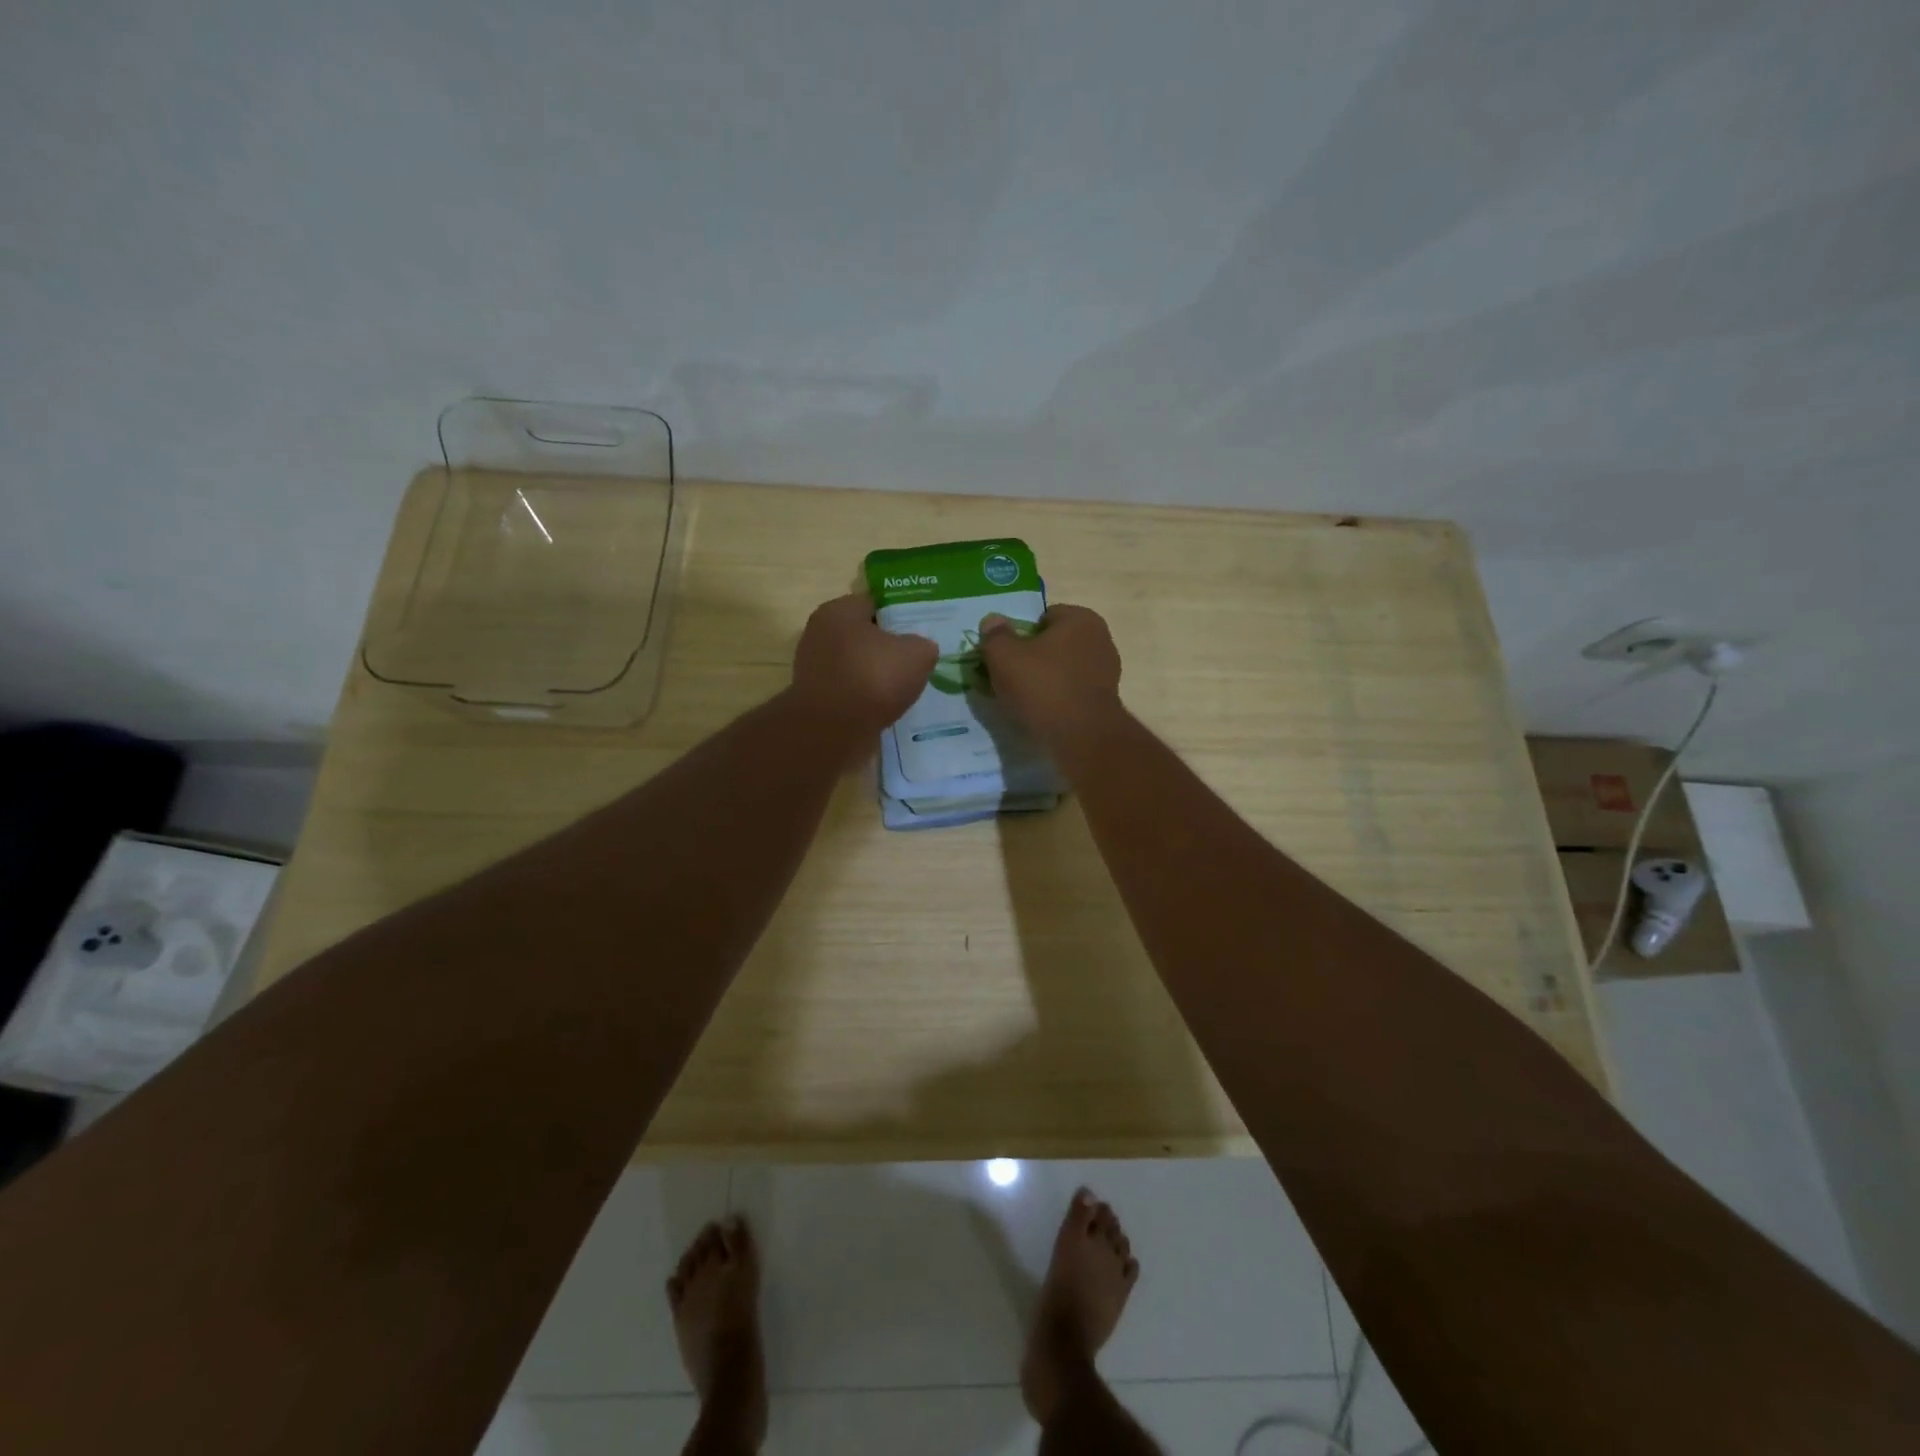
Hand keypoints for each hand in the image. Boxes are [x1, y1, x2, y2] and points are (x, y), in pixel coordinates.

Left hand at [791, 593, 937, 738]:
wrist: (834, 730)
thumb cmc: (873, 678)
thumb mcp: (916, 654)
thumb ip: (923, 645)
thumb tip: (920, 649)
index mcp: (838, 611)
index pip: (873, 603)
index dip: (898, 614)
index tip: (919, 629)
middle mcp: (819, 633)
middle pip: (862, 635)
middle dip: (886, 646)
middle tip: (914, 658)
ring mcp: (813, 667)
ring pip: (855, 664)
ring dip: (875, 674)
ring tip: (903, 686)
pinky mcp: (815, 697)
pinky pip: (848, 690)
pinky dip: (864, 696)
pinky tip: (884, 706)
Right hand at [978, 603, 1122, 742]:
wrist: (1080, 736)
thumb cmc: (1042, 685)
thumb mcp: (1004, 656)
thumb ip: (996, 635)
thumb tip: (992, 621)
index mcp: (1081, 618)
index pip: (1044, 617)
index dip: (1021, 634)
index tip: (1006, 655)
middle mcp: (1100, 639)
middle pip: (1055, 643)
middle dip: (1034, 657)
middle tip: (1010, 677)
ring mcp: (1107, 671)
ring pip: (1064, 669)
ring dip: (1046, 680)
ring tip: (1023, 699)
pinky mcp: (1105, 701)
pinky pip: (1073, 692)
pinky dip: (1058, 699)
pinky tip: (1042, 713)